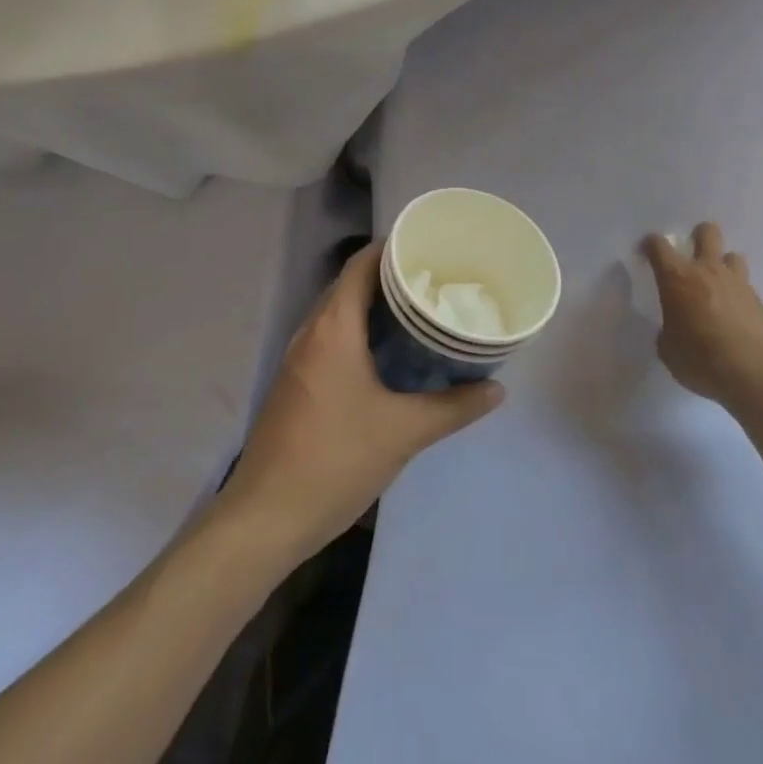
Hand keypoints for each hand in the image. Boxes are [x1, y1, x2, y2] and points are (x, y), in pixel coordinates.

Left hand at [219, 242, 503, 563]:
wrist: (267, 516)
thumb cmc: (336, 459)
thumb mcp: (403, 432)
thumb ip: (453, 408)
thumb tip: (496, 389)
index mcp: (333, 327)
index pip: (361, 265)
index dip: (393, 248)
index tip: (430, 247)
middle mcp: (312, 331)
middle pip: (350, 285)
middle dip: (391, 277)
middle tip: (436, 279)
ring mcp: (300, 358)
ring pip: (340, 313)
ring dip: (374, 306)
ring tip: (420, 311)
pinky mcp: (297, 382)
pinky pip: (332, 338)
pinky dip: (360, 332)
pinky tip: (389, 354)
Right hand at [643, 222, 762, 413]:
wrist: (753, 373)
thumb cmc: (700, 359)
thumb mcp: (668, 349)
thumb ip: (668, 330)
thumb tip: (675, 328)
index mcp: (677, 278)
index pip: (658, 246)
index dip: (650, 244)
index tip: (647, 251)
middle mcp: (707, 271)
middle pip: (707, 233)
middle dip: (699, 236)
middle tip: (693, 253)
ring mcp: (737, 283)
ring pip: (733, 255)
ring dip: (724, 265)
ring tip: (719, 285)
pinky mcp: (759, 301)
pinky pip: (746, 288)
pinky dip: (739, 296)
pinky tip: (736, 317)